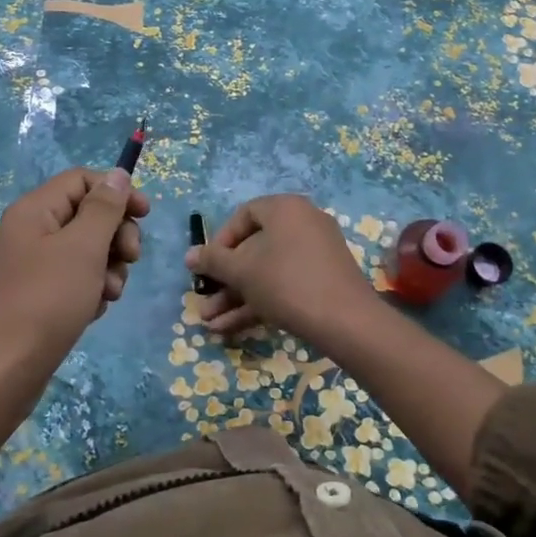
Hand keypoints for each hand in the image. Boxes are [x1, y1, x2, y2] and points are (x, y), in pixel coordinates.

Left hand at [0, 167, 149, 372]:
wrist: (1, 372)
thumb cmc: (45, 301)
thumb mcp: (83, 248)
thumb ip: (104, 208)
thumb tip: (117, 174)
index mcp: (34, 210)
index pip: (81, 180)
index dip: (117, 192)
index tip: (145, 215)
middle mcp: (29, 231)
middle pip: (86, 214)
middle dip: (116, 235)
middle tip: (131, 259)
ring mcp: (30, 266)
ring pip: (85, 250)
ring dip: (107, 267)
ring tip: (108, 294)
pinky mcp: (35, 296)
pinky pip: (73, 279)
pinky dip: (90, 289)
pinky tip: (93, 310)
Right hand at [184, 194, 382, 346]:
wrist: (346, 321)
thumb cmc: (285, 282)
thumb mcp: (241, 271)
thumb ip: (212, 260)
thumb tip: (189, 255)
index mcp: (284, 208)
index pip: (243, 216)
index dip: (220, 242)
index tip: (207, 267)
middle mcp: (303, 222)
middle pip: (254, 247)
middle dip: (225, 279)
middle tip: (205, 300)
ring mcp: (316, 252)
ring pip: (267, 271)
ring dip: (237, 296)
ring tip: (210, 323)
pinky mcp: (323, 280)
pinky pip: (284, 283)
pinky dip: (260, 301)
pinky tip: (231, 328)